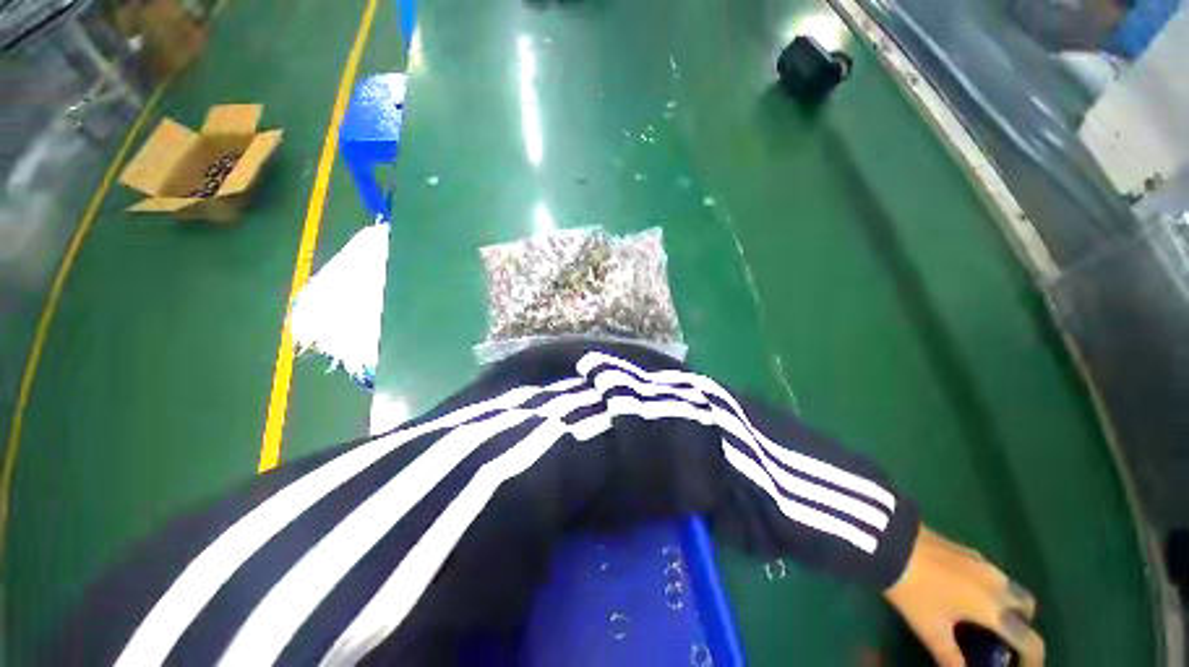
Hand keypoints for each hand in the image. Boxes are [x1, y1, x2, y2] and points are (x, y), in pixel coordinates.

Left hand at [885, 525, 1043, 666]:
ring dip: (1005, 605)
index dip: (1032, 661)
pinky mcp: (964, 549)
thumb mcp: (932, 631)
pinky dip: (988, 589)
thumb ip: (952, 660)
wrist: (891, 541)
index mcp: (995, 608)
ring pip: (1009, 588)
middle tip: (998, 641)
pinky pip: (989, 573)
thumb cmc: (915, 590)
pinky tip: (962, 595)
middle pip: (1025, 608)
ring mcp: (982, 562)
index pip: (1030, 640)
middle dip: (1020, 626)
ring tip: (980, 621)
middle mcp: (998, 584)